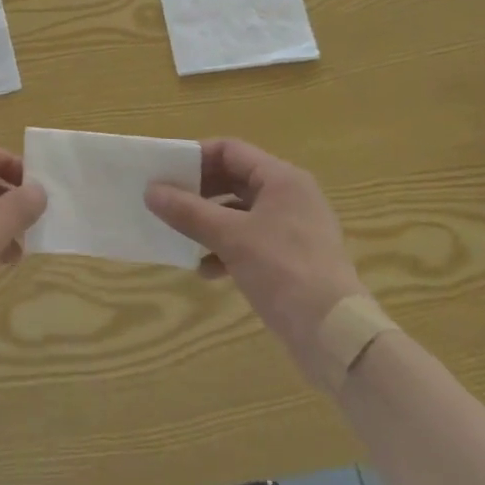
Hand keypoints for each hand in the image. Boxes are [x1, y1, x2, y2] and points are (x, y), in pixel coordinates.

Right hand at [145, 139, 365, 351]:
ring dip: (208, 222)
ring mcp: (293, 228)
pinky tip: (205, 270)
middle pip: (234, 179)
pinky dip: (225, 249)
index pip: (230, 150)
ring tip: (179, 236)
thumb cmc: (283, 270)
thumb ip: (188, 212)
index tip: (164, 171)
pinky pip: (250, 240)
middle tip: (165, 202)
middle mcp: (289, 196)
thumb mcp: (230, 237)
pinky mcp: (292, 258)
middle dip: (198, 192)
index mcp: (281, 179)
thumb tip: (150, 191)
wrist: (334, 334)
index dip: (195, 157)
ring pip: (240, 213)